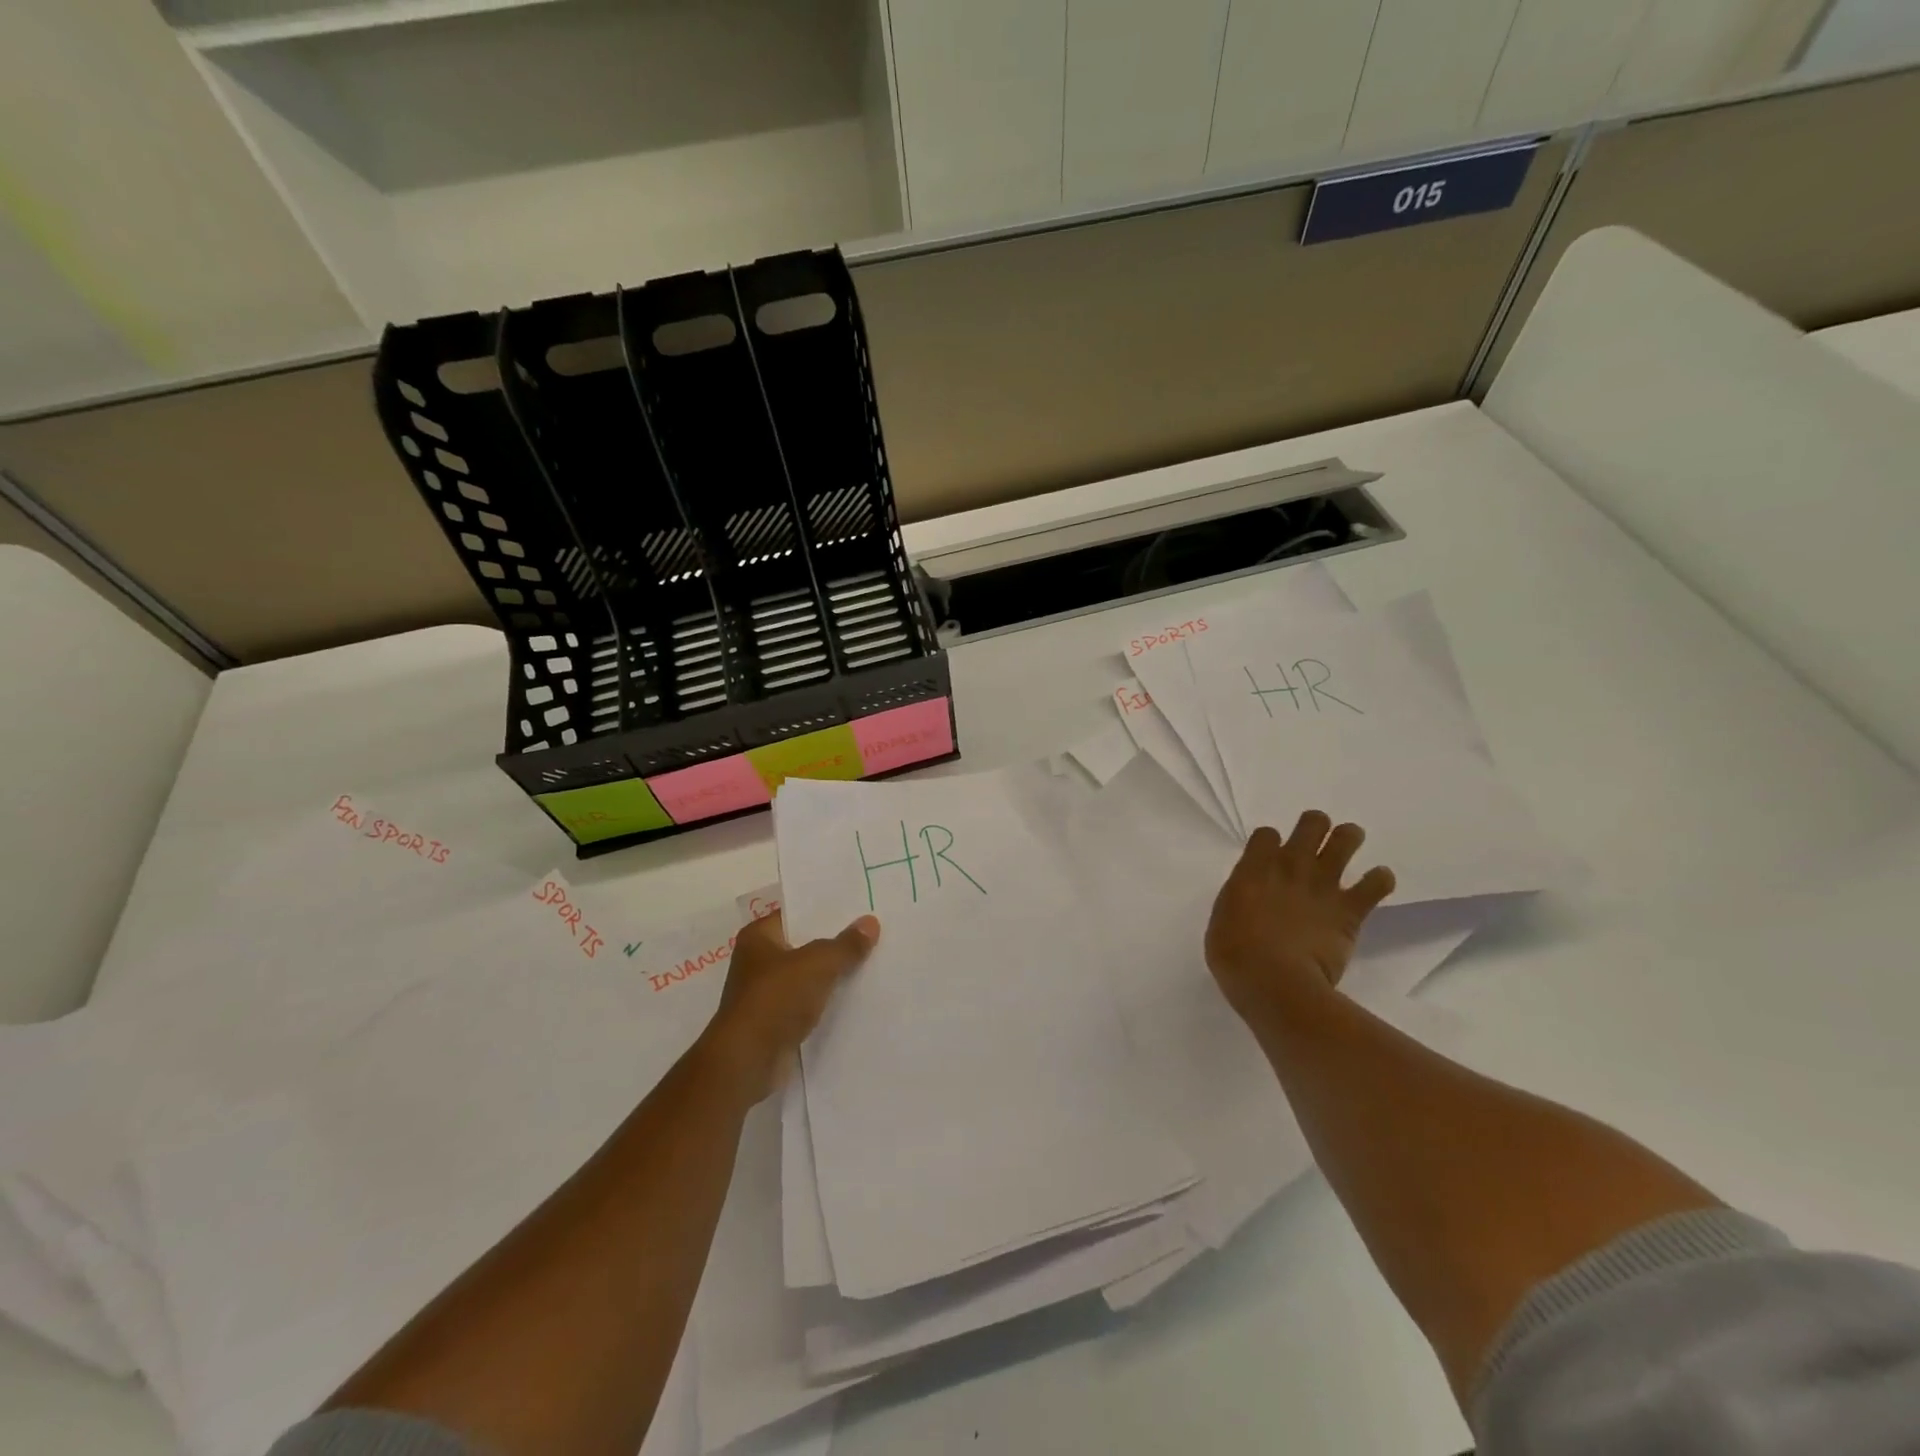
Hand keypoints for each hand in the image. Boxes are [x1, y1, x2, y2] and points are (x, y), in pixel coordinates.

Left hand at [700, 911, 878, 1103]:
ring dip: (834, 973)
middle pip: (805, 943)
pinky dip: (828, 1001)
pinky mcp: (777, 1021)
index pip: (797, 912)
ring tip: (874, 960)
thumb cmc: (775, 999)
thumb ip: (845, 945)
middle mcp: (759, 960)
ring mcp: (767, 993)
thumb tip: (870, 922)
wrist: (747, 1062)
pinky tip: (858, 996)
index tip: (860, 905)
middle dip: (835, 941)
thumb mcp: (817, 964)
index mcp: (759, 936)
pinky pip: (809, 1002)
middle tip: (875, 931)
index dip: (827, 909)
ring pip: (809, 974)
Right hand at [1205, 811, 1395, 1021]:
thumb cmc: (1235, 956)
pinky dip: (1380, 880)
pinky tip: (1377, 883)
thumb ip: (1240, 900)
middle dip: (1315, 826)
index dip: (1270, 842)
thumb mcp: (1223, 920)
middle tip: (1314, 841)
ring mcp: (1323, 884)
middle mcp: (1290, 866)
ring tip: (1348, 845)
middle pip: (1312, 823)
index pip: (1266, 833)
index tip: (1270, 857)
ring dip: (1348, 838)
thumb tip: (1252, 900)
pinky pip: (1377, 883)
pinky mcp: (1350, 909)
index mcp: (1254, 868)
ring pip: (1346, 838)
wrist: (1275, 982)